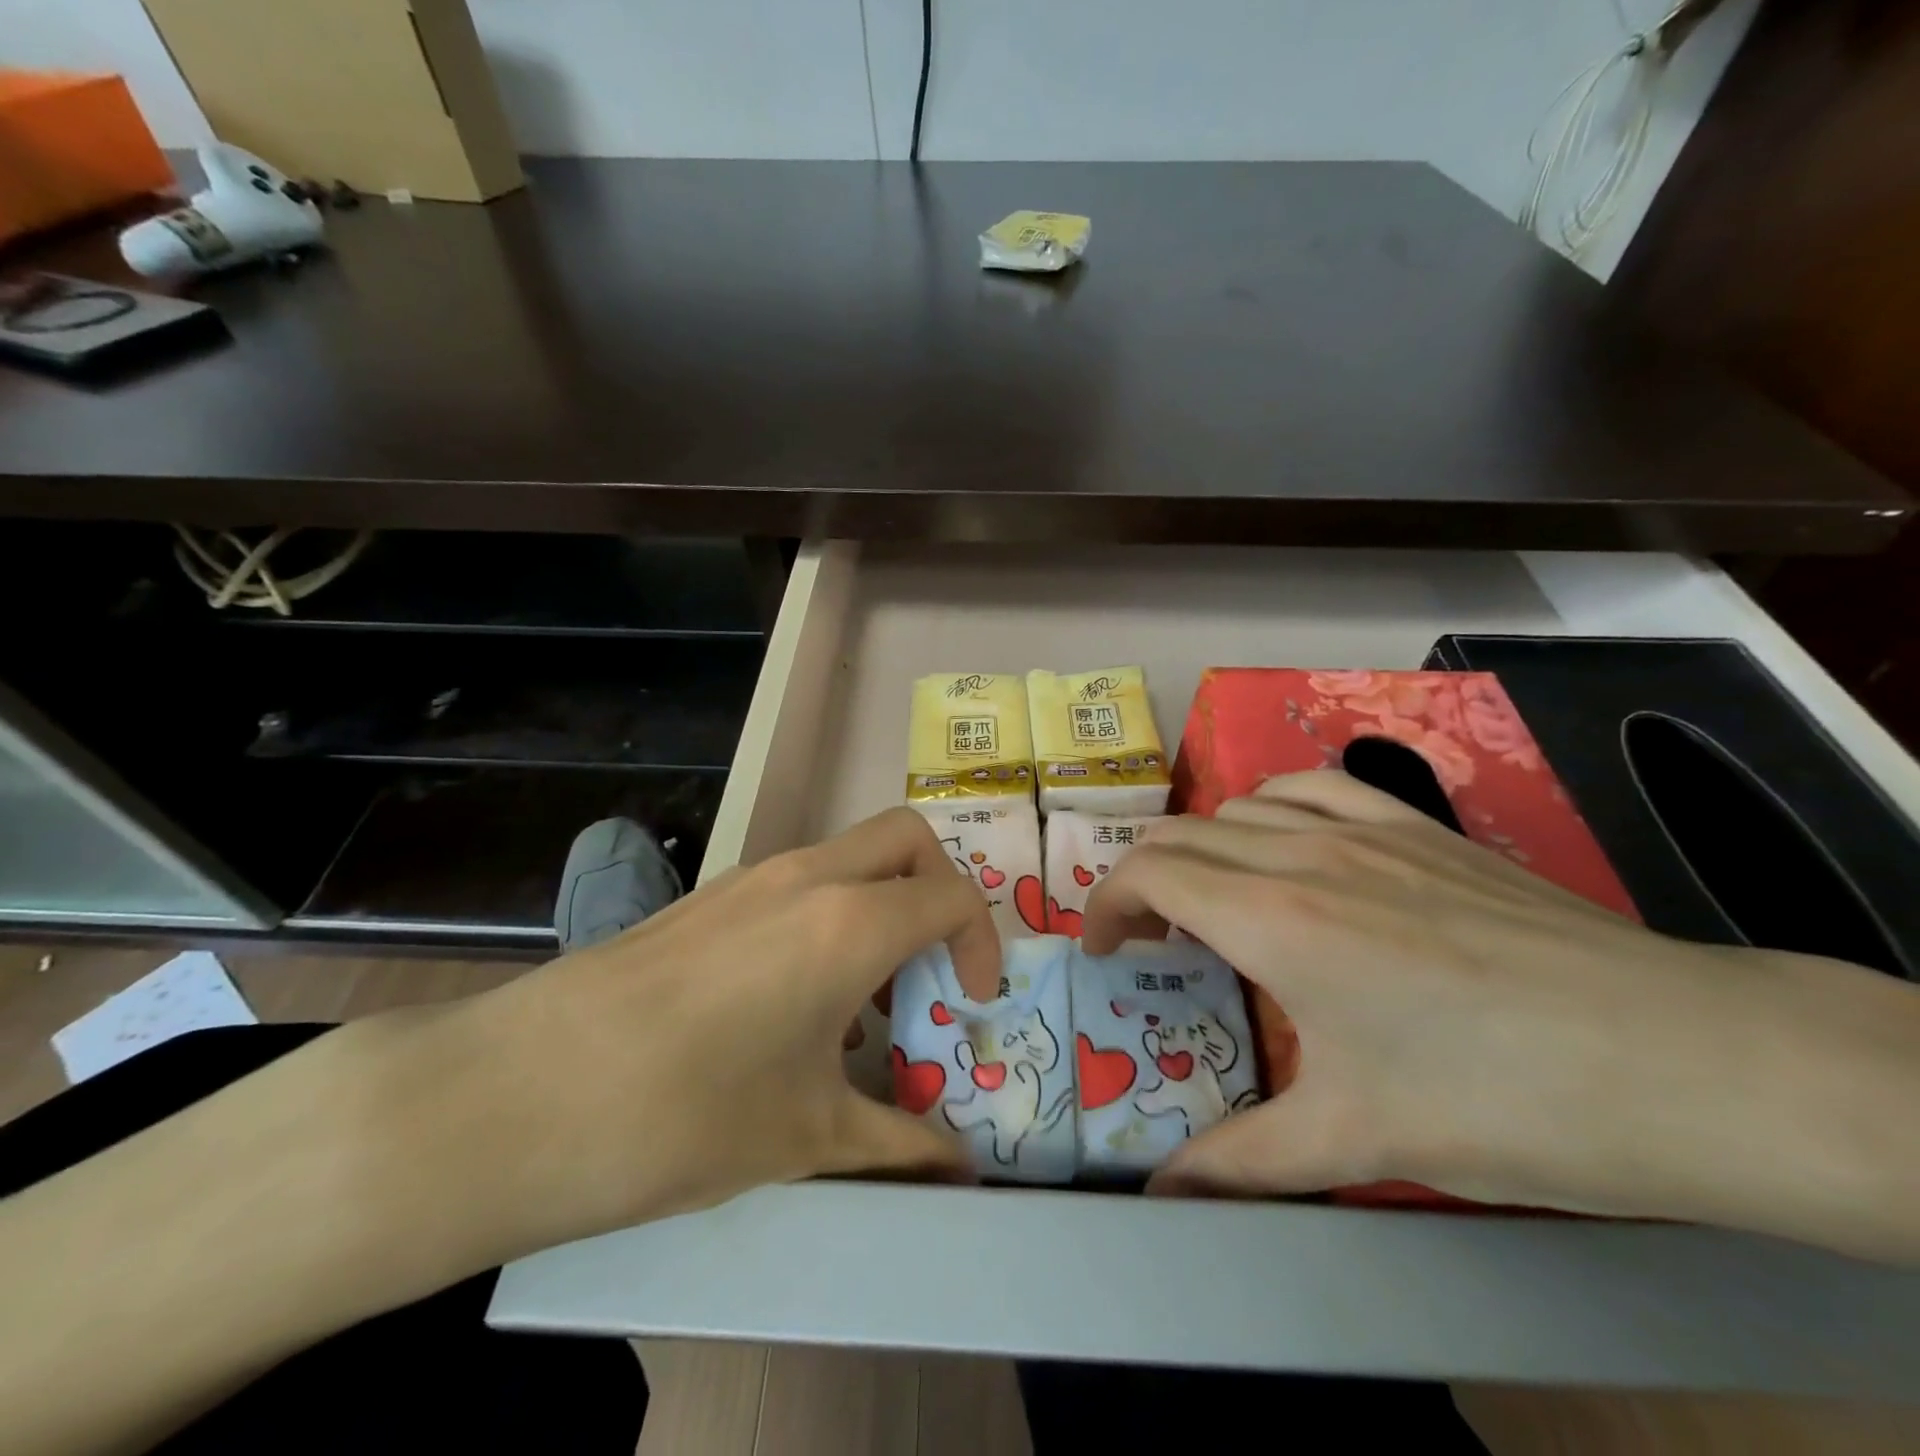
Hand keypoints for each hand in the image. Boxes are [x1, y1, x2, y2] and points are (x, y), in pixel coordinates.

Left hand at [411, 807, 999, 1257]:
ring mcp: (752, 877)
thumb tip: (957, 1172)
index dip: (982, 943)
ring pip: (849, 856)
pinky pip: (798, 881)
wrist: (520, 1095)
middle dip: (940, 889)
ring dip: (879, 905)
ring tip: (861, 1001)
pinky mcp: (709, 895)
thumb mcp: (808, 1137)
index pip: (952, 895)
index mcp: (850, 922)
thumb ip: (899, 1145)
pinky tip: (791, 1002)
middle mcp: (809, 877)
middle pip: (907, 838)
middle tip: (931, 966)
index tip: (971, 1002)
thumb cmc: (687, 1114)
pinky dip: (828, 915)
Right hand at [1082, 772, 1919, 1257]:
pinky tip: (1284, 842)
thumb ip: (1242, 1164)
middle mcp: (1301, 856)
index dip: (1105, 907)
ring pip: (1238, 807)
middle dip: (1139, 882)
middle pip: (1179, 837)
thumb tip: (1163, 1197)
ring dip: (1200, 847)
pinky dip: (1269, 806)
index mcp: (1272, 921)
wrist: (1682, 1060)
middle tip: (1145, 942)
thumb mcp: (1356, 1142)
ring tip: (1211, 899)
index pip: (1148, 876)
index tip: (1103, 953)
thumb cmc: (1500, 1101)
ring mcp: (1363, 831)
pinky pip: (1312, 788)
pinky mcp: (1416, 827)